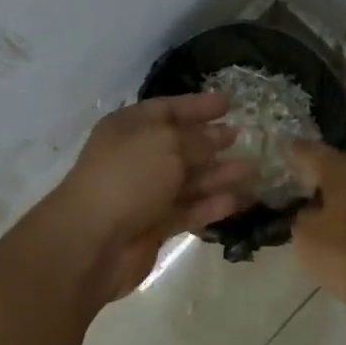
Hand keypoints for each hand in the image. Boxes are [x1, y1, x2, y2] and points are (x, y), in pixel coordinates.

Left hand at [49, 93, 256, 300]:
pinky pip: (188, 210)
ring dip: (219, 175)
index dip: (198, 105)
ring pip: (189, 180)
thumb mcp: (166, 144)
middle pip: (181, 145)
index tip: (229, 103)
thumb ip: (197, 139)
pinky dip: (211, 205)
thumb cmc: (128, 177)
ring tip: (253, 170)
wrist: (92, 241)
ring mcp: (146, 193)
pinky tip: (237, 201)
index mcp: (131, 128)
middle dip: (212, 141)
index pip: (168, 109)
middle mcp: (138, 157)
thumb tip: (220, 135)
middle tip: (244, 137)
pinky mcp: (154, 226)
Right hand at [286, 141, 345, 323]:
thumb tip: (311, 210)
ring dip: (342, 197)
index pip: (312, 152)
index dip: (294, 153)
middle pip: (340, 169)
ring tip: (323, 213)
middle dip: (319, 178)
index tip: (281, 152)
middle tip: (299, 189)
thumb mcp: (307, 239)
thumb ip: (301, 216)